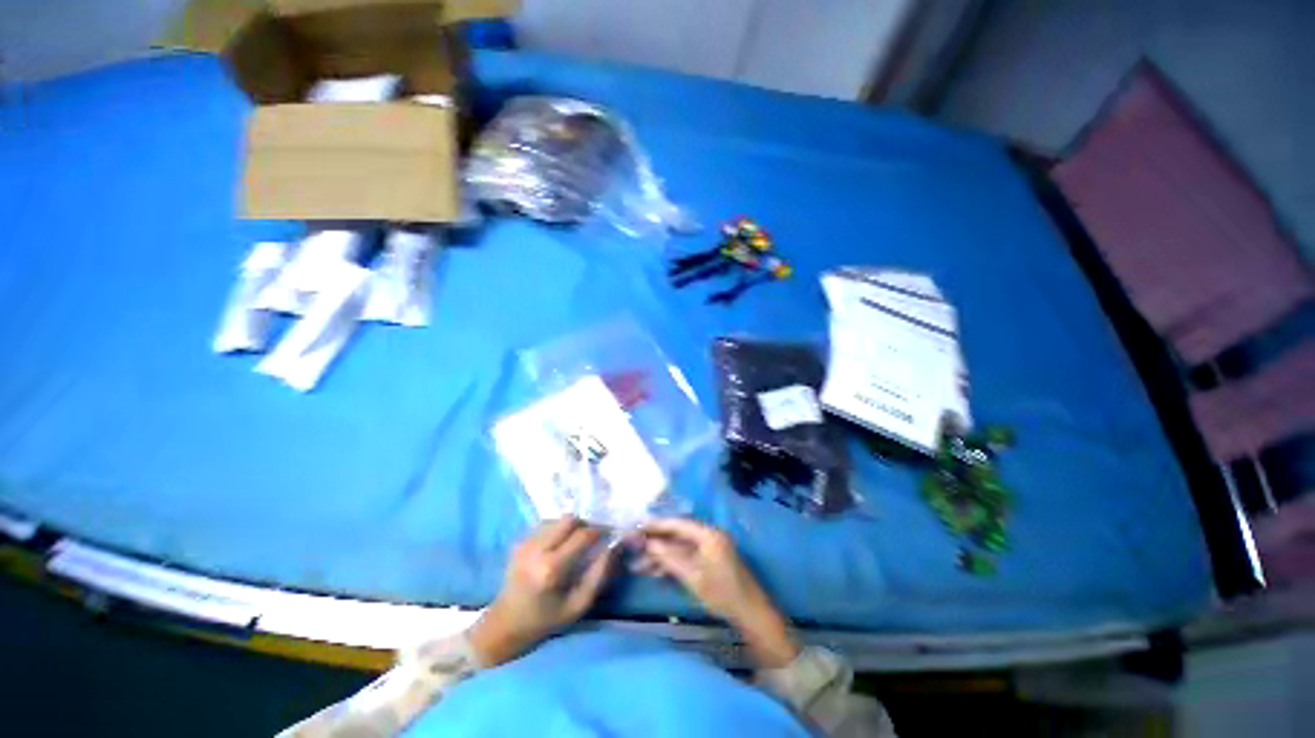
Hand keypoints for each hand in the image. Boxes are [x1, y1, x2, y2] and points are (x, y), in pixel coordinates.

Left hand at [470, 518, 615, 666]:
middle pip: (570, 519)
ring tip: (575, 544)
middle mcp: (536, 550)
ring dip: (571, 527)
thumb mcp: (579, 605)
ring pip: (558, 519)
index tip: (609, 536)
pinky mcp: (520, 541)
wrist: (504, 625)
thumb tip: (614, 547)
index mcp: (551, 568)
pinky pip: (547, 525)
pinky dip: (558, 531)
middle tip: (592, 538)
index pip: (583, 535)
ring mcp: (525, 543)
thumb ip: (600, 574)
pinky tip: (559, 547)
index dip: (600, 532)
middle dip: (585, 525)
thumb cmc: (545, 620)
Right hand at [635, 518, 799, 667]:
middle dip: (656, 543)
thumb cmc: (723, 593)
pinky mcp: (710, 561)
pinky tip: (656, 572)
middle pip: (677, 535)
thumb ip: (670, 558)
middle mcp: (709, 536)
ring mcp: (710, 549)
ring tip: (639, 566)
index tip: (638, 528)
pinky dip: (672, 564)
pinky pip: (687, 557)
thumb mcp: (693, 576)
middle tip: (634, 549)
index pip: (678, 524)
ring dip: (661, 556)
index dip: (657, 525)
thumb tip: (649, 543)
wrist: (751, 615)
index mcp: (708, 534)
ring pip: (680, 548)